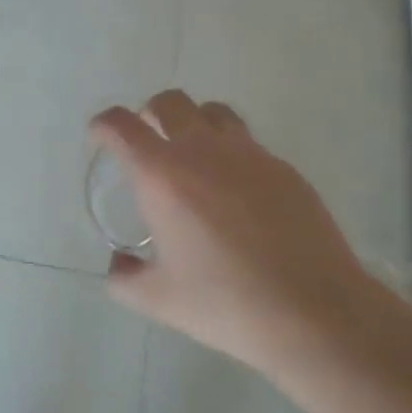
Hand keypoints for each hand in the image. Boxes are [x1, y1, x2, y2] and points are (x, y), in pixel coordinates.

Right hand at [89, 90, 391, 375]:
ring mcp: (249, 154)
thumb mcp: (159, 300)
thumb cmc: (224, 303)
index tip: (99, 136)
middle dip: (149, 114)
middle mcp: (203, 150)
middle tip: (147, 143)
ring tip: (194, 156)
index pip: (121, 126)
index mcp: (162, 176)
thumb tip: (118, 264)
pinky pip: (249, 144)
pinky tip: (238, 193)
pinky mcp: (284, 168)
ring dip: (194, 123)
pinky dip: (232, 153)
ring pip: (214, 112)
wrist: (311, 310)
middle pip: (169, 102)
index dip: (103, 125)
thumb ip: (125, 278)